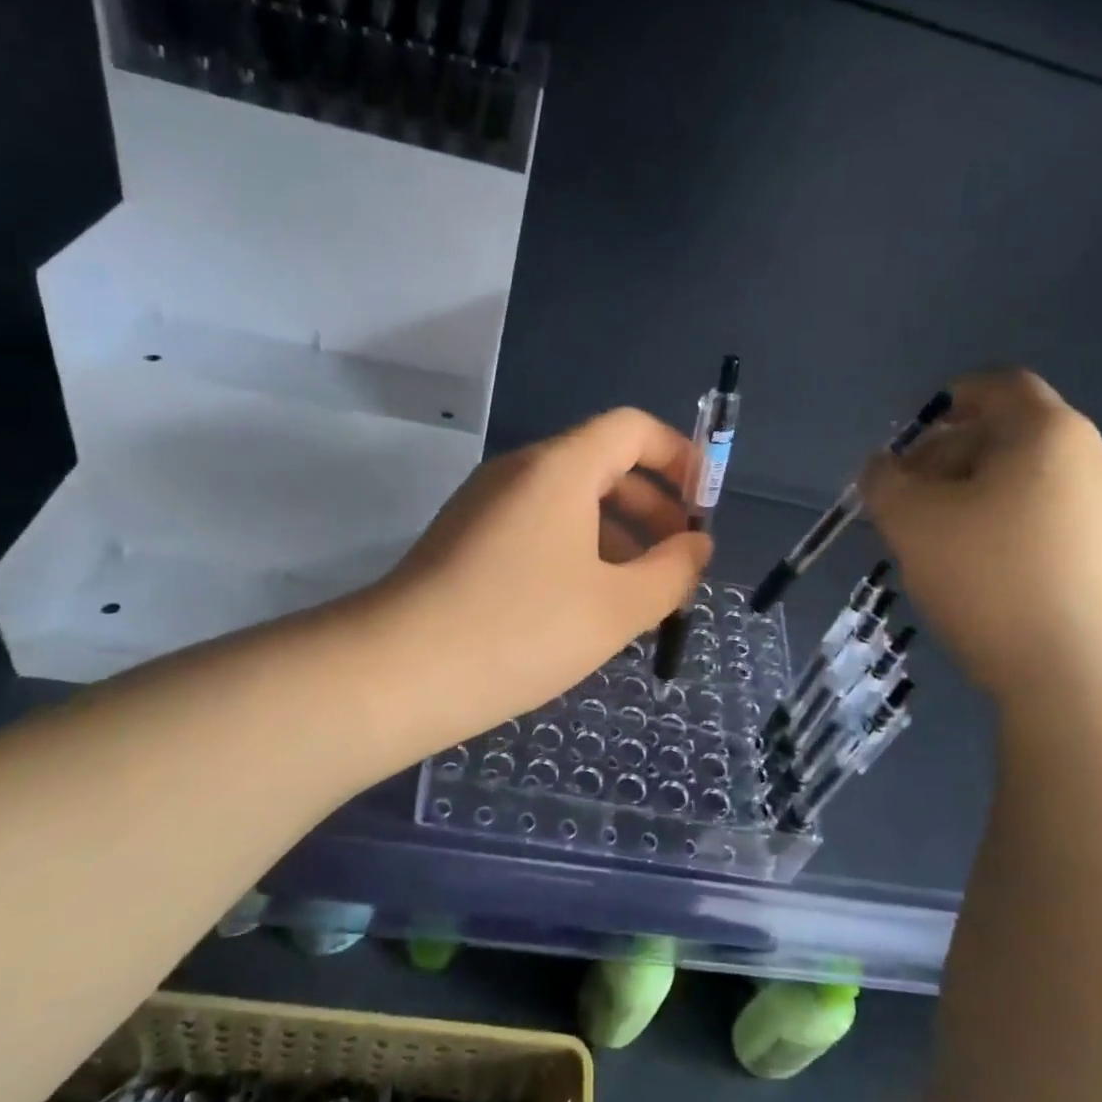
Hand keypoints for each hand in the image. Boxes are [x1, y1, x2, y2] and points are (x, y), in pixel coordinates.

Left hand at [376, 408, 713, 728]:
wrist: (397, 672)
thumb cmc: (522, 630)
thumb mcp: (617, 607)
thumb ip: (672, 572)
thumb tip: (697, 547)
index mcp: (560, 468)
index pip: (632, 429)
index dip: (678, 457)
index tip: (704, 506)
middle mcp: (520, 471)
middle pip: (602, 464)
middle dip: (652, 506)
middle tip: (679, 559)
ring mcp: (485, 504)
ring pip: (568, 501)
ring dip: (616, 534)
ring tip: (640, 592)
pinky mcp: (465, 540)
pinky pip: (537, 527)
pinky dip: (576, 550)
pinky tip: (585, 605)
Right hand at [861, 370, 1101, 699]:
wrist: (1080, 676)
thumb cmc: (988, 576)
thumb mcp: (911, 521)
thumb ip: (883, 482)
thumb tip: (881, 467)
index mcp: (1048, 434)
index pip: (999, 386)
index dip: (949, 399)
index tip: (910, 438)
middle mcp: (1090, 461)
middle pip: (1009, 435)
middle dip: (948, 455)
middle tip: (905, 496)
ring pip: (1025, 482)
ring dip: (971, 495)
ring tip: (931, 538)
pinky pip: (1045, 520)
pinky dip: (1002, 526)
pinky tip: (974, 571)